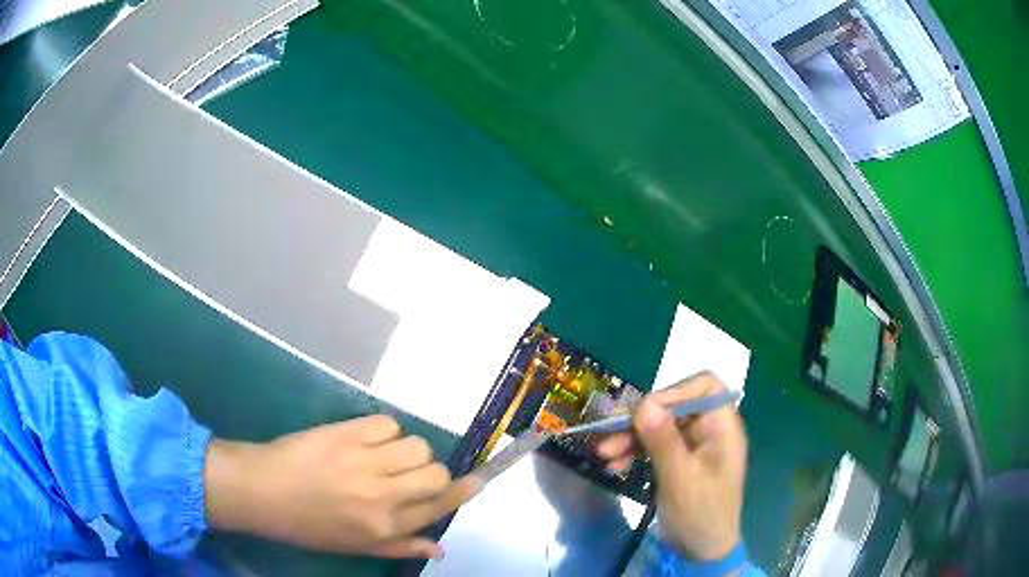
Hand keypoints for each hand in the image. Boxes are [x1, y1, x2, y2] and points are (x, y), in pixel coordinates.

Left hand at [204, 415, 479, 558]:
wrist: (263, 491)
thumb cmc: (308, 525)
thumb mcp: (355, 546)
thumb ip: (401, 546)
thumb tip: (440, 548)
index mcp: (385, 526)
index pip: (438, 506)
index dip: (464, 491)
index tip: (480, 478)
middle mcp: (382, 495)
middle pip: (435, 471)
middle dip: (432, 470)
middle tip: (410, 472)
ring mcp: (364, 461)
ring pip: (416, 444)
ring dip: (407, 449)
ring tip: (385, 455)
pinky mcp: (346, 432)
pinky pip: (387, 423)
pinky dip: (383, 430)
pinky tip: (365, 440)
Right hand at [597, 372, 746, 560]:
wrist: (702, 550)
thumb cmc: (701, 513)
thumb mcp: (680, 478)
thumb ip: (663, 441)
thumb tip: (644, 403)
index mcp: (722, 427)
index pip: (705, 386)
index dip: (676, 391)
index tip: (645, 411)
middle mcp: (709, 429)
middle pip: (675, 406)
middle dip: (642, 420)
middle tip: (611, 436)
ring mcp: (693, 445)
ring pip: (660, 426)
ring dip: (632, 437)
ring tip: (604, 454)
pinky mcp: (678, 461)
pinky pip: (655, 445)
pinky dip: (635, 452)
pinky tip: (615, 465)